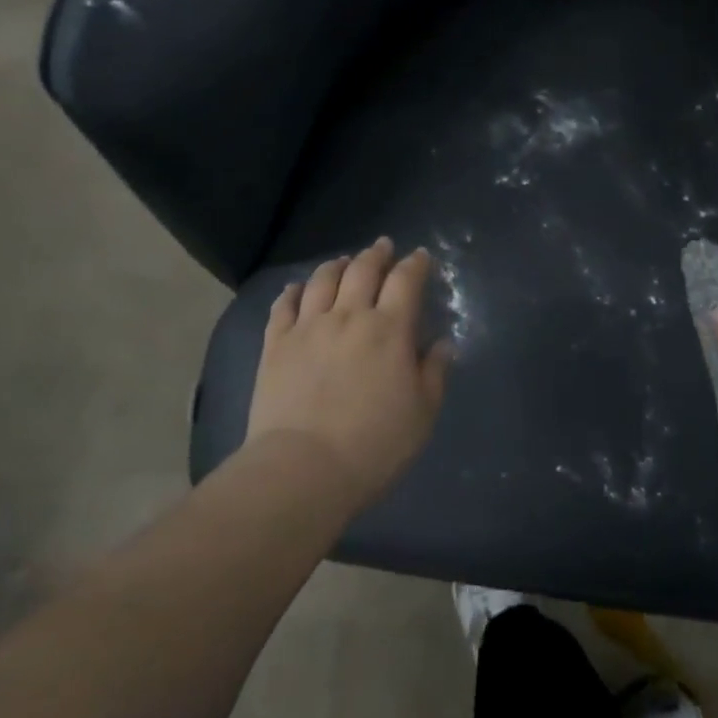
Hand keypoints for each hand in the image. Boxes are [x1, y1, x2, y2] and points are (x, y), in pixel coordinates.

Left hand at [245, 237, 449, 513]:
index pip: (406, 281)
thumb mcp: (422, 415)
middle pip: (363, 270)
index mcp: (389, 329)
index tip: (421, 256)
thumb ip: (434, 373)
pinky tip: (297, 288)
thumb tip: (442, 344)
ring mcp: (308, 327)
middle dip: (376, 254)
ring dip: (336, 266)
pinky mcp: (275, 345)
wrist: (302, 470)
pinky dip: (293, 291)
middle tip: (382, 246)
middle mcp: (349, 316)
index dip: (415, 264)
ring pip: (322, 280)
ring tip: (342, 262)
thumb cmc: (373, 446)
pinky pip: (283, 306)